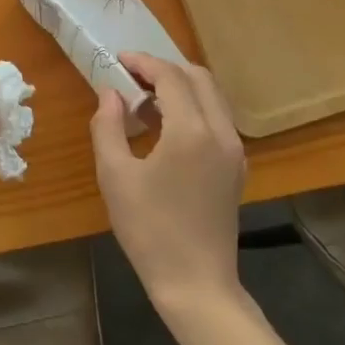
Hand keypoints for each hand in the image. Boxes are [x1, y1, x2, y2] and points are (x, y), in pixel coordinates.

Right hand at [91, 52, 246, 315]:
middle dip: (165, 69)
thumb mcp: (115, 177)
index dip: (144, 62)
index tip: (119, 60)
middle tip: (132, 76)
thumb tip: (110, 94)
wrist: (196, 284)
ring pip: (212, 96)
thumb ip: (108, 126)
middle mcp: (220, 132)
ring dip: (181, 87)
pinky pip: (216, 119)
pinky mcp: (236, 167)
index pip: (170, 76)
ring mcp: (234, 150)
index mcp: (191, 131)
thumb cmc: (150, 230)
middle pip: (198, 77)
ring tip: (145, 100)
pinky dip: (193, 108)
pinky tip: (166, 127)